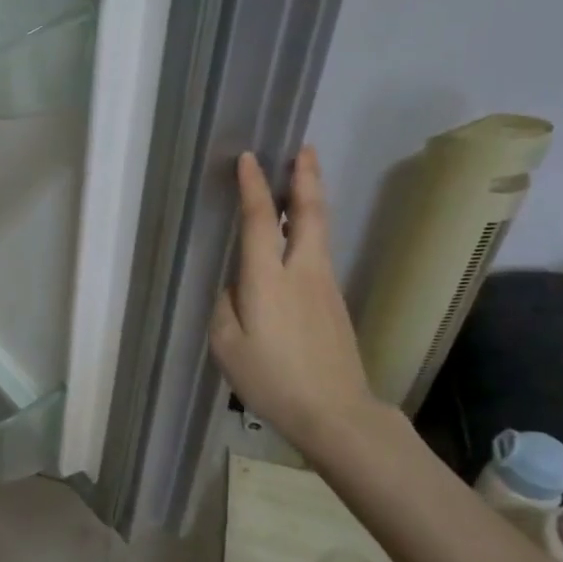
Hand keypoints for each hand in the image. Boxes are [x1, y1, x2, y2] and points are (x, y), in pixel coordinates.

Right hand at [210, 147, 385, 456]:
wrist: (335, 412)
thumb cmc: (272, 380)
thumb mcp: (227, 346)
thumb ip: (227, 305)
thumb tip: (237, 285)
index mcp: (269, 280)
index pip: (261, 220)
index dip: (253, 187)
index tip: (249, 158)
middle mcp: (302, 272)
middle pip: (310, 214)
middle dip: (305, 178)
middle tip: (304, 149)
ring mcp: (325, 285)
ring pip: (320, 230)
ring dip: (311, 200)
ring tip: (302, 179)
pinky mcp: (335, 302)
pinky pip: (320, 252)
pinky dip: (311, 229)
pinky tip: (300, 235)